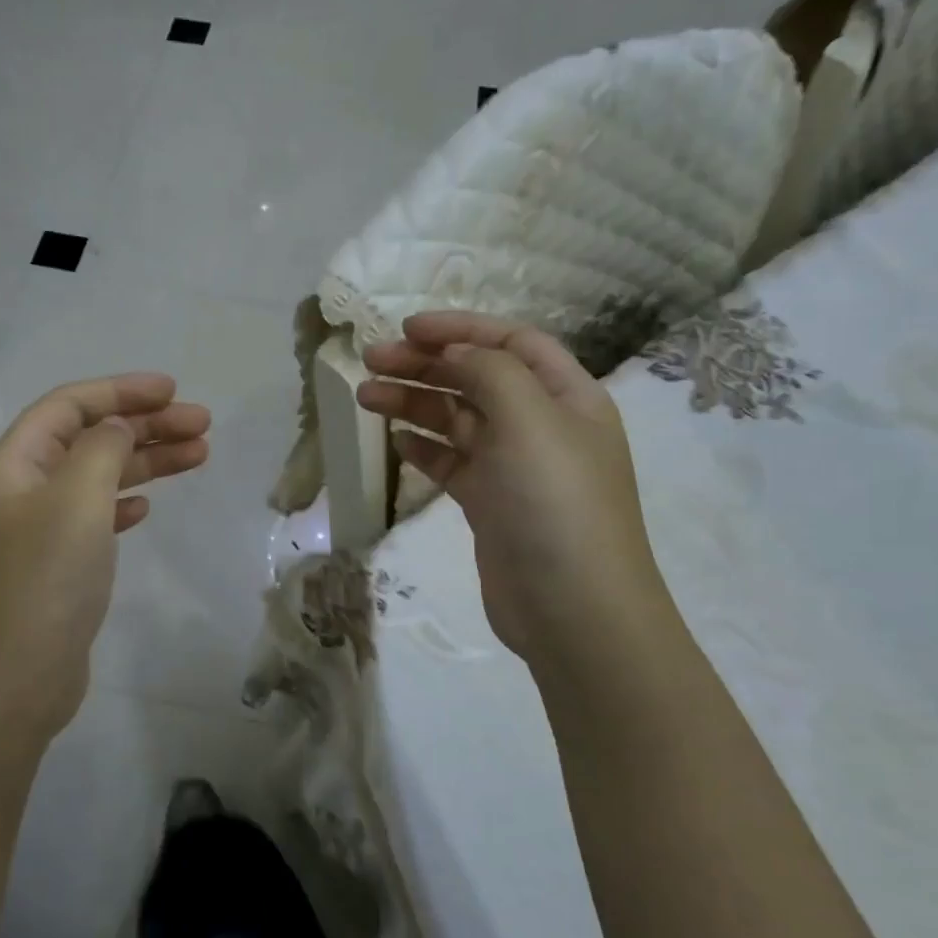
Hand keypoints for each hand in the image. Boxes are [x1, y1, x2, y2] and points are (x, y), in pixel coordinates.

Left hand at [0, 374, 209, 748]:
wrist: (12, 684)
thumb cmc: (44, 581)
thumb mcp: (76, 500)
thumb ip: (101, 449)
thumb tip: (118, 427)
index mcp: (15, 463)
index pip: (70, 405)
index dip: (121, 390)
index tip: (173, 391)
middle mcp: (22, 489)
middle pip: (89, 438)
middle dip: (146, 425)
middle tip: (203, 425)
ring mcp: (39, 530)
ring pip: (99, 477)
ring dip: (146, 462)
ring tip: (199, 455)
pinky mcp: (57, 566)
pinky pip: (95, 517)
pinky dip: (124, 503)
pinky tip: (148, 507)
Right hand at [357, 312, 666, 672]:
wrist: (572, 609)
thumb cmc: (555, 503)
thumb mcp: (529, 420)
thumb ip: (489, 372)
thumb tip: (454, 352)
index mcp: (567, 396)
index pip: (511, 342)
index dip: (460, 328)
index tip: (407, 329)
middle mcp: (541, 425)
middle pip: (476, 377)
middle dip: (424, 364)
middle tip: (369, 360)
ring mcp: (514, 466)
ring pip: (457, 419)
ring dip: (413, 402)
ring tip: (365, 396)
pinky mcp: (489, 503)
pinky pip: (451, 461)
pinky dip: (422, 447)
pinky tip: (394, 440)